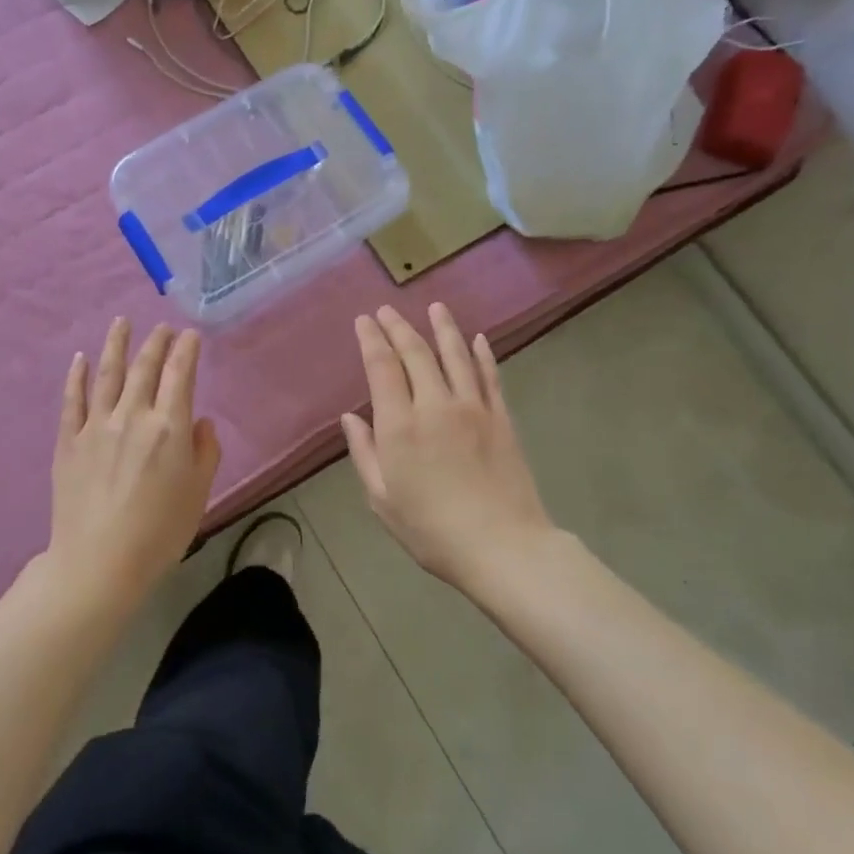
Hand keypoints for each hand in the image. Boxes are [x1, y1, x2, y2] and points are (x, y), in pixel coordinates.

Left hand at [47, 318, 220, 605]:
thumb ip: (205, 452)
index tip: (190, 334)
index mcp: (169, 427)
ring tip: (121, 322)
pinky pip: (73, 400)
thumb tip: (200, 422)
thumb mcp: (198, 493)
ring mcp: (96, 425)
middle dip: (156, 342)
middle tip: (162, 327)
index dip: (186, 350)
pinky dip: (77, 376)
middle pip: (145, 367)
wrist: (98, 562)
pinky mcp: (69, 441)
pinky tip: (80, 359)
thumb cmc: (159, 532)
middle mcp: (133, 415)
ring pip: (107, 373)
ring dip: (116, 344)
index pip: (180, 374)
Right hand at [341, 303, 555, 590]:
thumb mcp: (382, 500)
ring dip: (442, 328)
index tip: (364, 320)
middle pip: (415, 353)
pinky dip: (481, 354)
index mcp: (399, 426)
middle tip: (387, 310)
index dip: (372, 339)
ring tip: (434, 307)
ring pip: (455, 355)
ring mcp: (472, 408)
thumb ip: (364, 453)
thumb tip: (351, 418)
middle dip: (399, 327)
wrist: (503, 547)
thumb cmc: (432, 530)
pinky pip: (489, 376)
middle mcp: (435, 405)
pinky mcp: (501, 418)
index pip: (382, 368)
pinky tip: (477, 338)